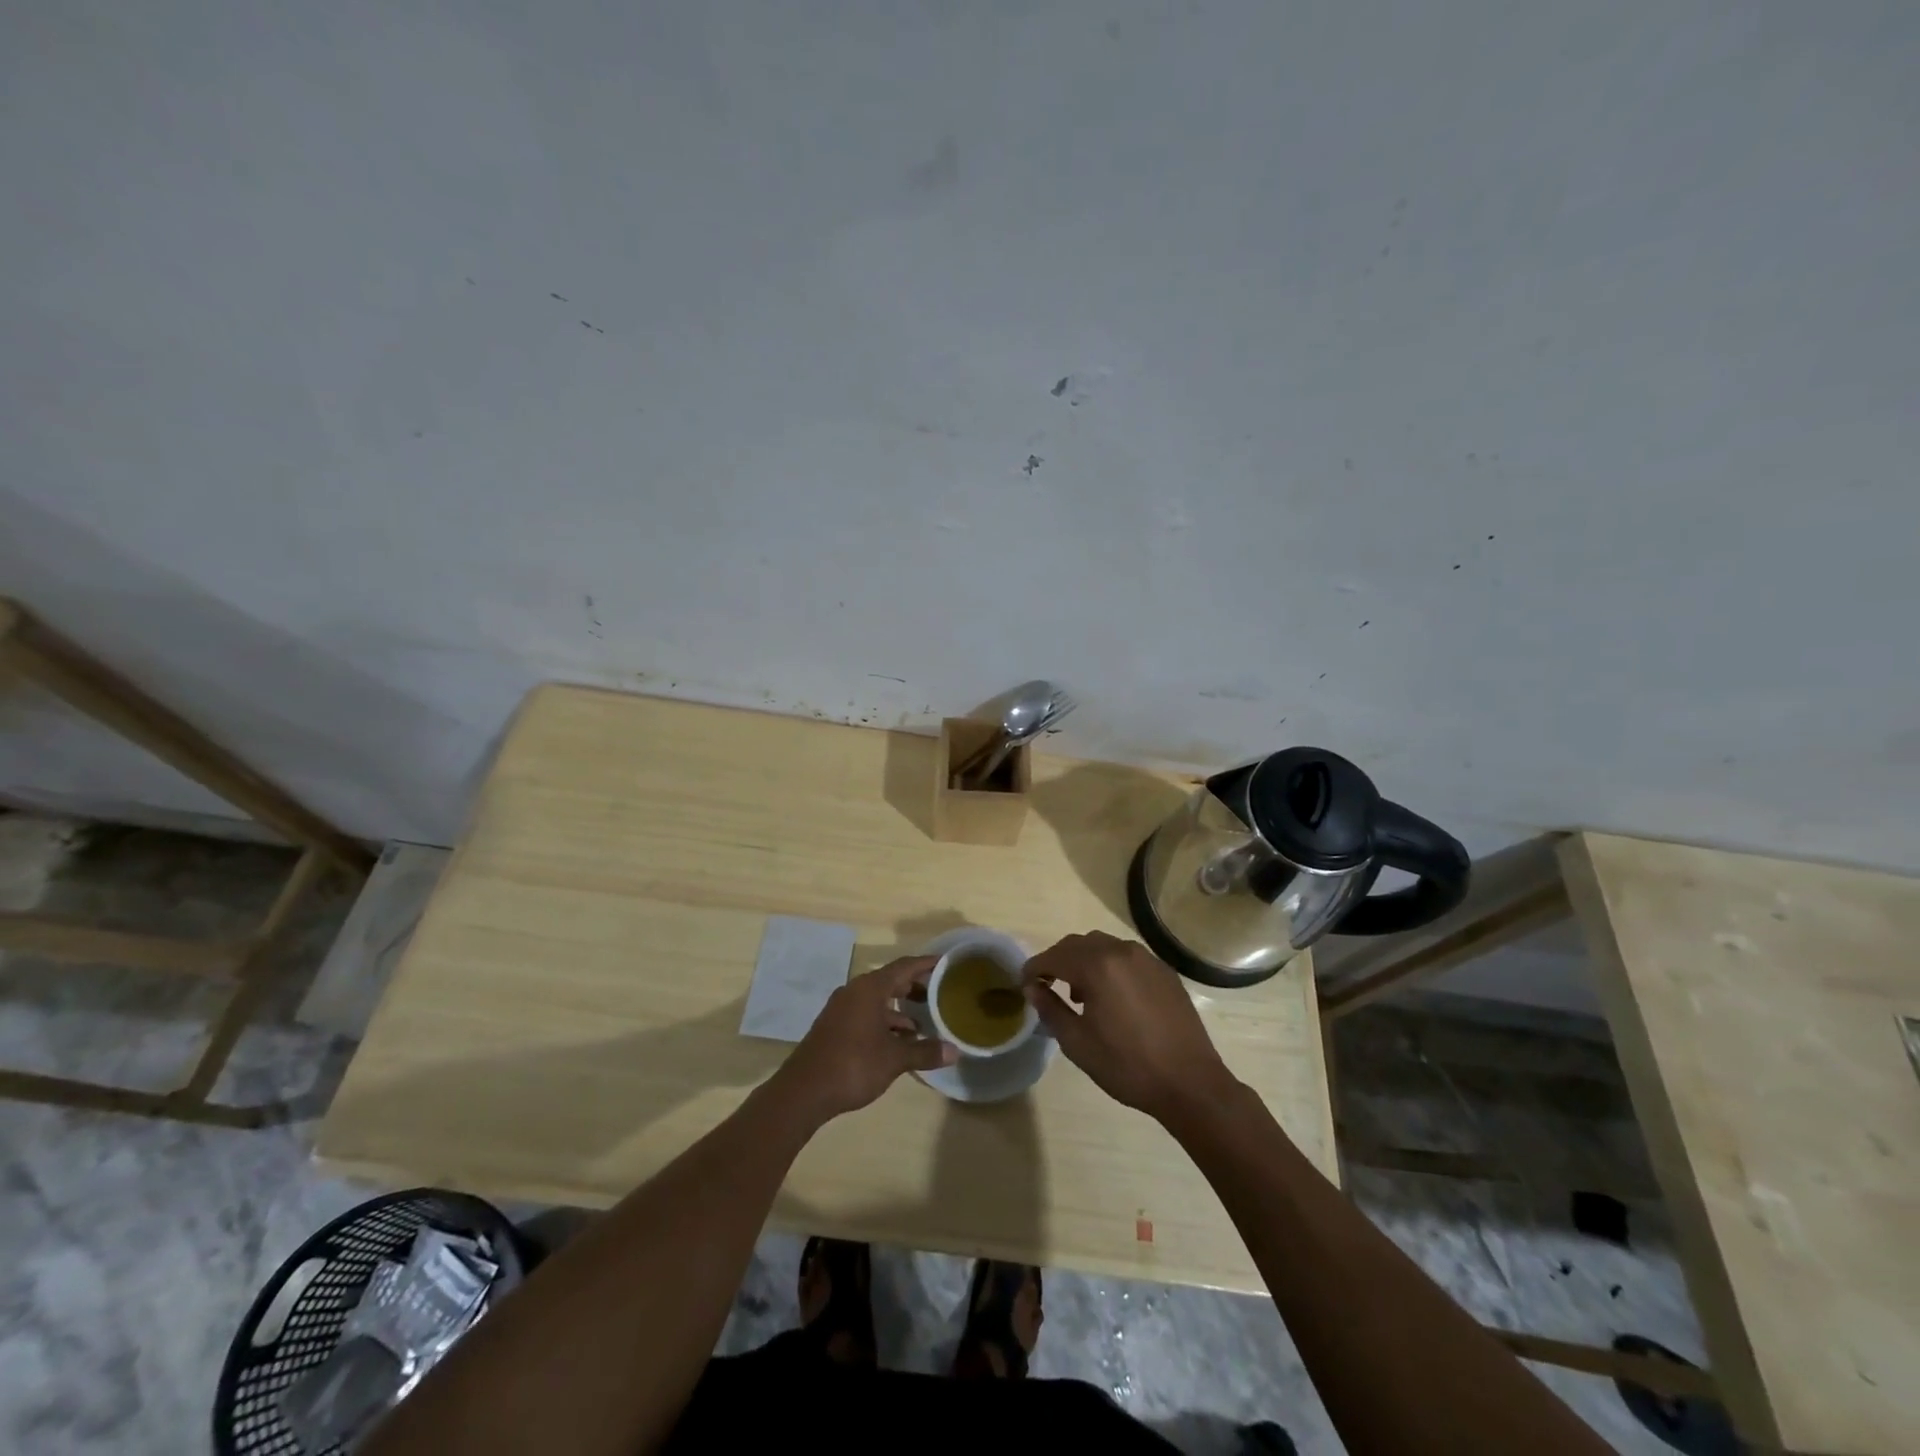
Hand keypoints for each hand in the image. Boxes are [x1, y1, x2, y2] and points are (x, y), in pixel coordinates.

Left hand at [774, 956, 957, 1121]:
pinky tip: (898, 1041)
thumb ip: (925, 1052)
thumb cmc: (853, 1065)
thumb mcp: (894, 1059)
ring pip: (877, 1000)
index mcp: (870, 988)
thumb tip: (955, 1051)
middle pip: (891, 981)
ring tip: (923, 1024)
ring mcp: (842, 1009)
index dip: (926, 964)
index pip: (904, 966)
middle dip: (915, 987)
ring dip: (899, 1009)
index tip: (946, 963)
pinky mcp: (835, 1026)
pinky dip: (885, 1021)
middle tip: (939, 995)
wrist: (804, 1091)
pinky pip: (866, 1014)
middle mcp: (855, 991)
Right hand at [1023, 931, 1239, 1122]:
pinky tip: (1112, 997)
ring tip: (1080, 994)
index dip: (1034, 967)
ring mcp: (1147, 959)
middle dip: (1059, 960)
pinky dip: (1110, 966)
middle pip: (1079, 944)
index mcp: (1098, 966)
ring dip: (1085, 961)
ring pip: (1104, 946)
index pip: (1055, 956)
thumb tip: (1032, 988)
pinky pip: (1127, 957)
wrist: (1189, 1083)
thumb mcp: (1078, 1043)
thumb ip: (1051, 1009)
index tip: (1024, 983)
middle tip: (1047, 985)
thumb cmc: (1127, 1065)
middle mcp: (1121, 951)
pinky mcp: (1164, 972)